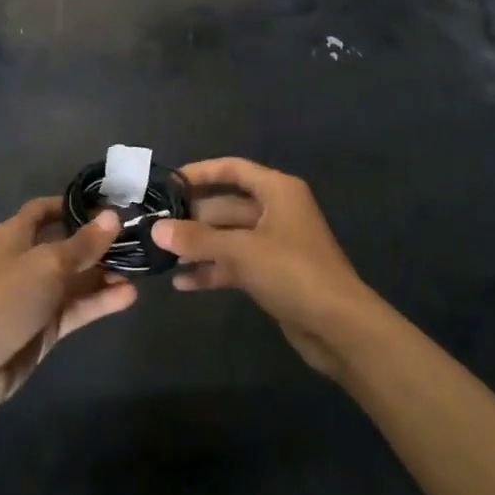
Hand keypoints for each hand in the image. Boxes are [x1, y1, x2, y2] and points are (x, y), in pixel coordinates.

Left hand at [0, 197, 136, 429]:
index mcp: (16, 236)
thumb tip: (113, 216)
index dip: (72, 204)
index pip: (44, 210)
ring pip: (77, 279)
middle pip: (67, 245)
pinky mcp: (45, 328)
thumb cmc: (3, 299)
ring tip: (141, 268)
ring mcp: (37, 296)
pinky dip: (100, 302)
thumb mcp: (47, 264)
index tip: (107, 202)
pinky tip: (129, 296)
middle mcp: (27, 261)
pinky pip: (78, 308)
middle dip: (99, 242)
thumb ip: (83, 244)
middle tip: (138, 238)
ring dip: (105, 273)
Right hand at [153, 158, 376, 379]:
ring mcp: (275, 243)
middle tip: (155, 227)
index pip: (233, 169)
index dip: (200, 173)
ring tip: (162, 256)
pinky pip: (236, 263)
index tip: (168, 183)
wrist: (339, 326)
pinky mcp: (273, 273)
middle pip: (227, 205)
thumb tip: (157, 229)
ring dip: (200, 246)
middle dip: (193, 217)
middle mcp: (276, 210)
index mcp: (277, 190)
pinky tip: (183, 283)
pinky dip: (213, 270)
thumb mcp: (241, 251)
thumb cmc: (293, 272)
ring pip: (229, 237)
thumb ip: (198, 239)